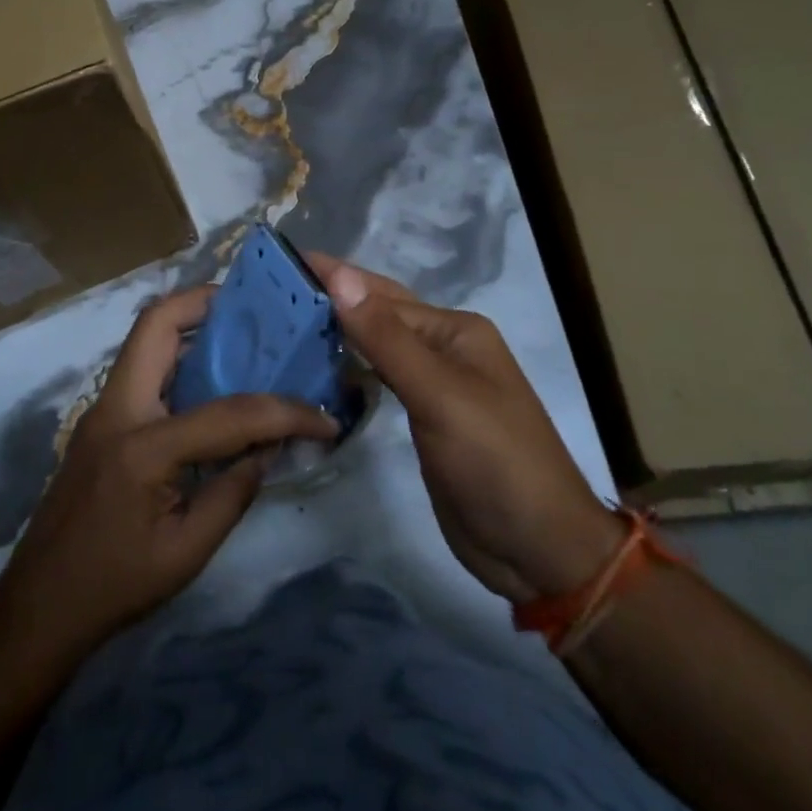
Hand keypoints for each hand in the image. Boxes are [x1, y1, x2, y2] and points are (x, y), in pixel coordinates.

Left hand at [0, 286, 339, 659]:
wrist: (39, 607)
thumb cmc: (114, 585)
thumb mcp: (187, 551)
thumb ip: (234, 491)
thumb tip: (270, 447)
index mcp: (143, 446)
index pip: (229, 414)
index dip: (284, 413)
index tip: (323, 418)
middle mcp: (117, 408)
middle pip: (156, 323)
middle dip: (206, 303)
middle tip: (255, 312)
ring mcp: (103, 408)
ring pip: (146, 339)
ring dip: (192, 326)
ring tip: (242, 335)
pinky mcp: (102, 419)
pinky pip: (144, 368)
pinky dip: (179, 358)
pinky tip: (211, 380)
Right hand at [310, 256, 622, 604]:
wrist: (539, 550)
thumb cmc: (494, 461)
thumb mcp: (439, 395)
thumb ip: (386, 338)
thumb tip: (341, 277)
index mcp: (454, 330)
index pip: (380, 295)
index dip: (333, 278)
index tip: (283, 260)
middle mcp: (444, 348)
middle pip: (379, 314)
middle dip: (332, 299)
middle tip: (273, 287)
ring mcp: (435, 385)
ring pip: (376, 346)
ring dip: (337, 333)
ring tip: (283, 319)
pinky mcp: (424, 417)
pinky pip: (379, 380)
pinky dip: (349, 369)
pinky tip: (319, 367)